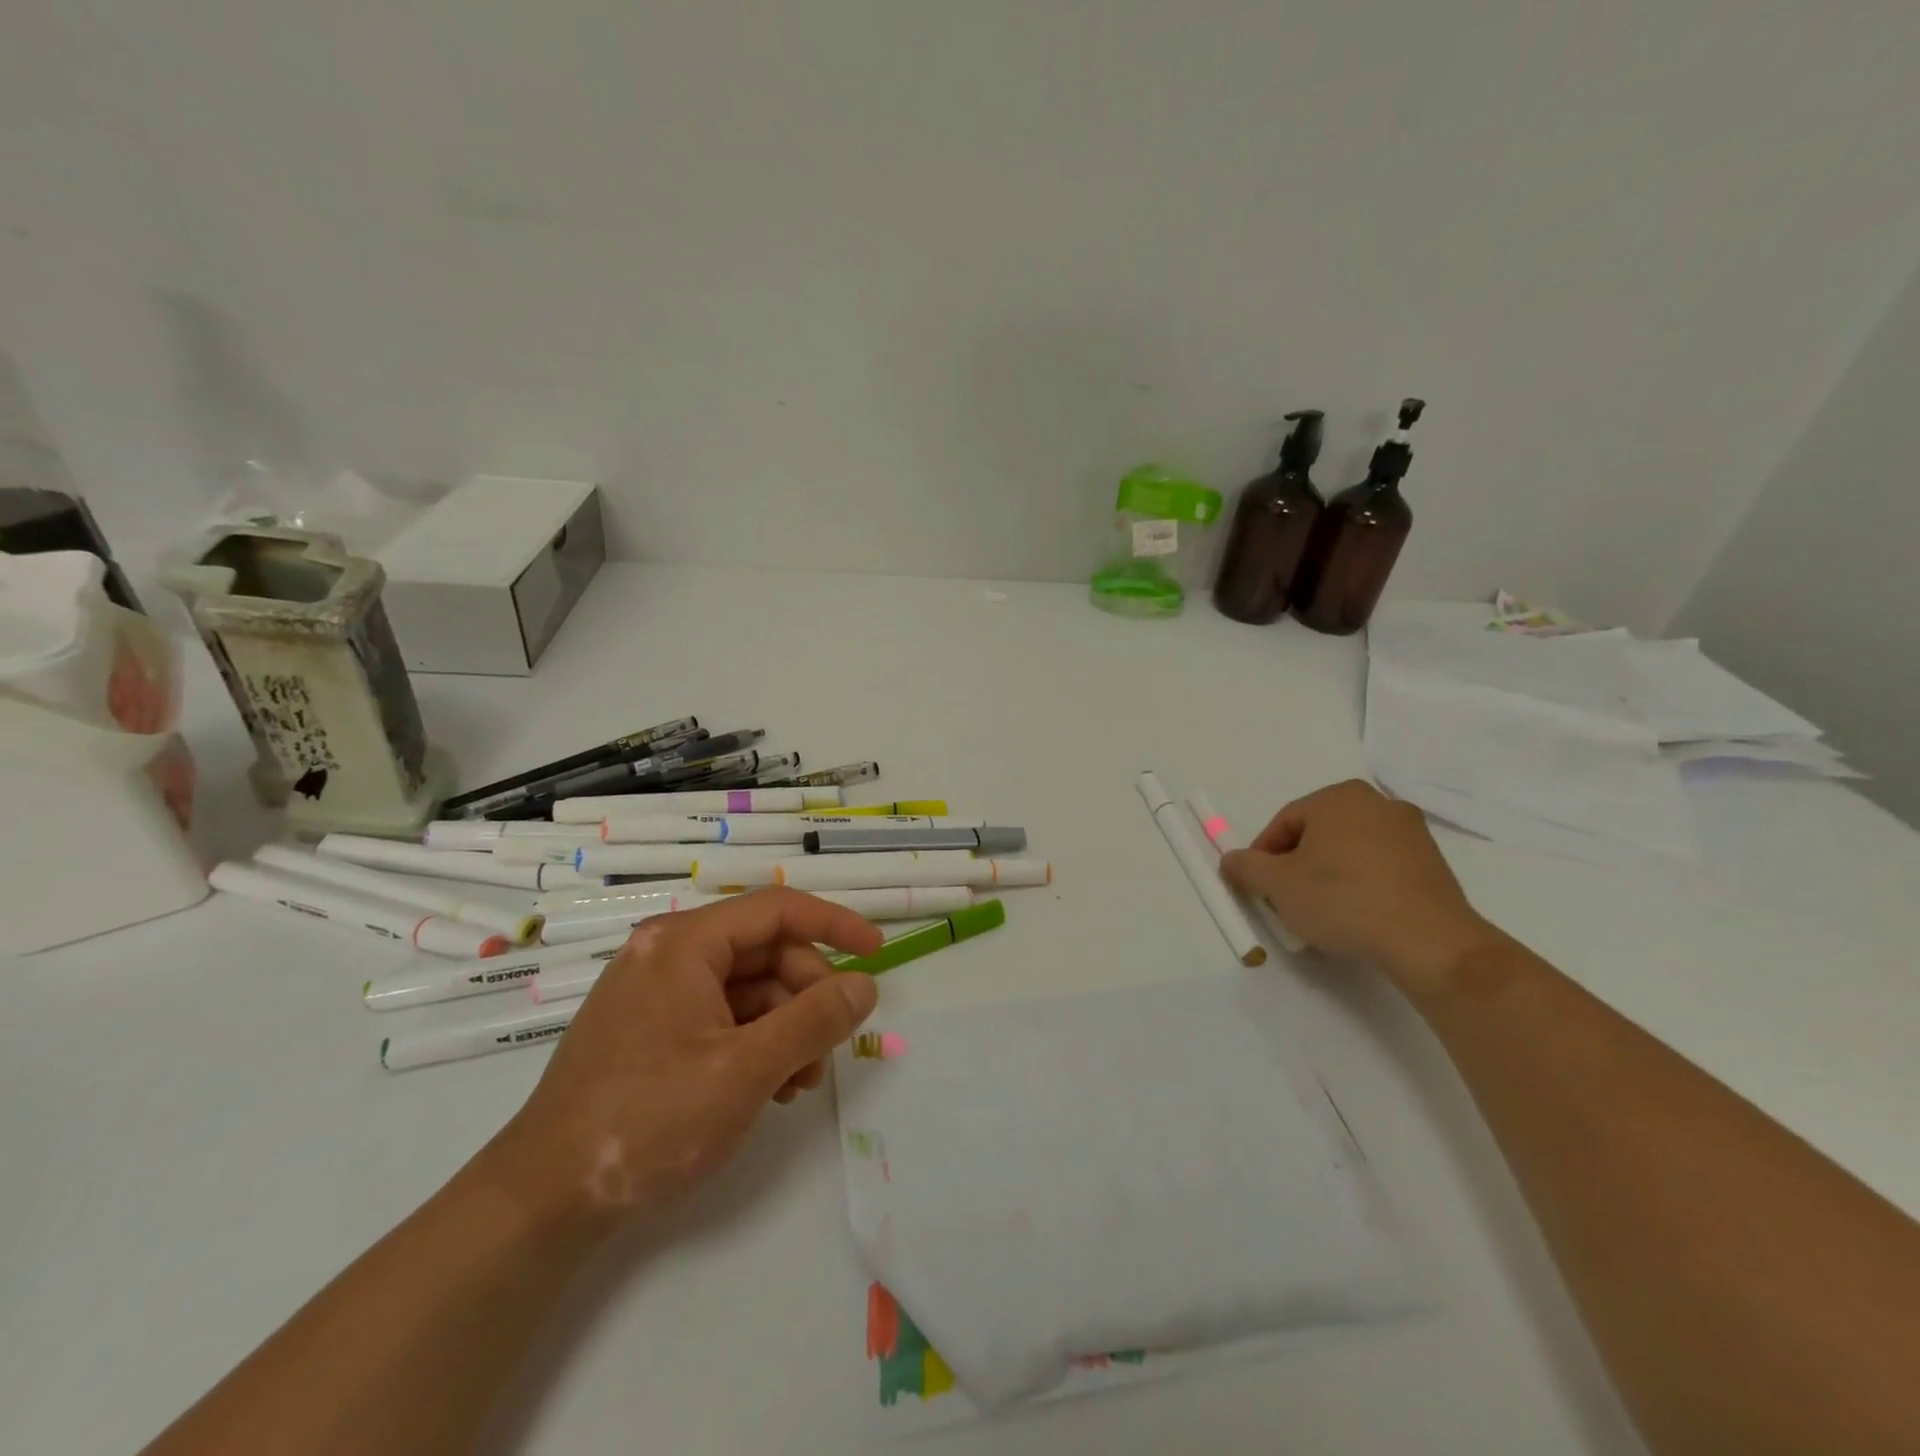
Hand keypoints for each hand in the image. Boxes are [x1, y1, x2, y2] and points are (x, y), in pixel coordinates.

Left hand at [486, 889, 884, 1237]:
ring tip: (796, 1084)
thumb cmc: (647, 1121)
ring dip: (785, 1028)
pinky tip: (768, 1088)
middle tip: (826, 1052)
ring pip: (748, 988)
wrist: (542, 1201)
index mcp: (684, 943)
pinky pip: (722, 1016)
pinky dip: (755, 1043)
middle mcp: (668, 954)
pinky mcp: (652, 1029)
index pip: (777, 908)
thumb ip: (813, 1021)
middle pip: (766, 952)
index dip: (835, 924)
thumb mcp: (744, 1071)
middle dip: (806, 998)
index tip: (876, 953)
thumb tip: (865, 986)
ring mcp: (657, 992)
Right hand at [1219, 779, 1505, 998]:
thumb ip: (1246, 867)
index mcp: (1338, 797)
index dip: (1264, 856)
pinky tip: (1356, 915)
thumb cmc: (1343, 900)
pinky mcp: (1433, 863)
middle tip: (1286, 899)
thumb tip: (1231, 860)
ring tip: (1321, 912)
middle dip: (1297, 865)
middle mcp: (1377, 803)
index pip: (1285, 823)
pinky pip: (1380, 867)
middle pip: (1318, 834)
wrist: (1428, 941)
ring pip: (1349, 850)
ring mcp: (1411, 832)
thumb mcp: (1277, 885)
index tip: (1259, 887)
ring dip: (1328, 875)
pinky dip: (1361, 884)